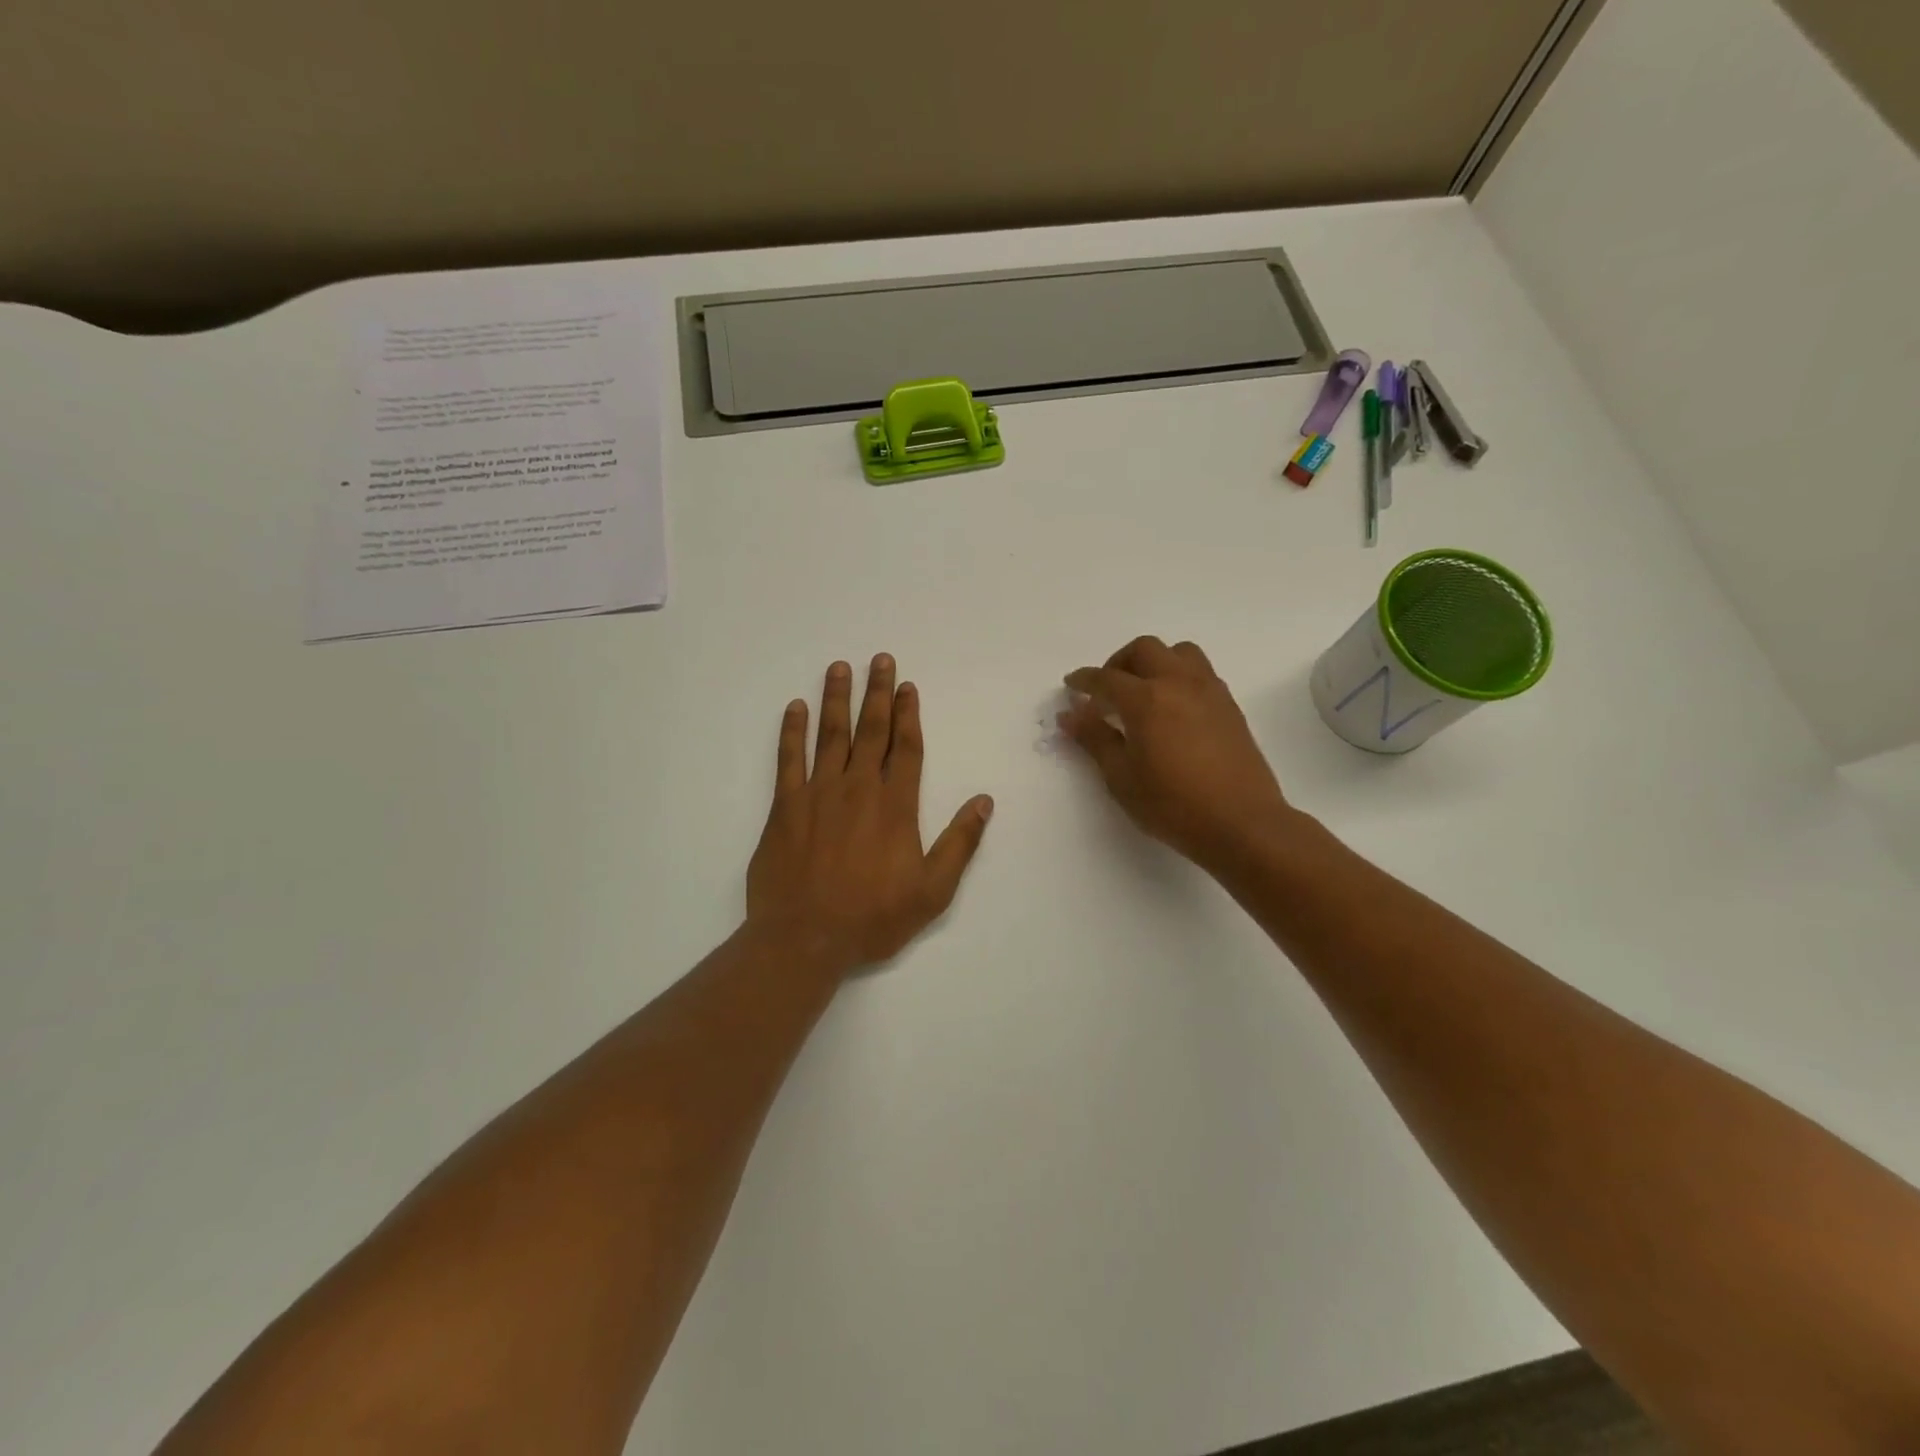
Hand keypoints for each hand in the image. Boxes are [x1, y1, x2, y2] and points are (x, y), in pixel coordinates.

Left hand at [748, 655, 993, 978]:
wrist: (805, 938)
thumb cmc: (873, 917)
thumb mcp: (933, 890)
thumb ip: (959, 843)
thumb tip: (984, 801)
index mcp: (895, 806)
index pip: (906, 748)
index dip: (908, 714)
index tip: (907, 686)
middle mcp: (858, 788)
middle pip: (870, 731)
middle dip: (877, 693)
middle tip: (879, 659)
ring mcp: (818, 794)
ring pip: (830, 735)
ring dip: (836, 700)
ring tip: (839, 668)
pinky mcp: (785, 807)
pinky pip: (788, 759)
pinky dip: (791, 732)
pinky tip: (795, 708)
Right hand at [1061, 636, 1293, 870]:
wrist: (1242, 823)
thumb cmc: (1172, 805)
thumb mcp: (1121, 777)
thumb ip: (1095, 739)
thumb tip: (1070, 715)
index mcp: (1146, 699)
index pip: (1106, 678)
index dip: (1083, 681)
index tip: (1071, 686)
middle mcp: (1178, 683)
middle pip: (1144, 650)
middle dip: (1118, 663)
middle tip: (1106, 691)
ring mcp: (1209, 691)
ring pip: (1178, 652)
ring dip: (1154, 662)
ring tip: (1142, 692)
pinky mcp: (1229, 705)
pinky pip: (1199, 672)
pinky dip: (1178, 676)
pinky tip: (1172, 708)